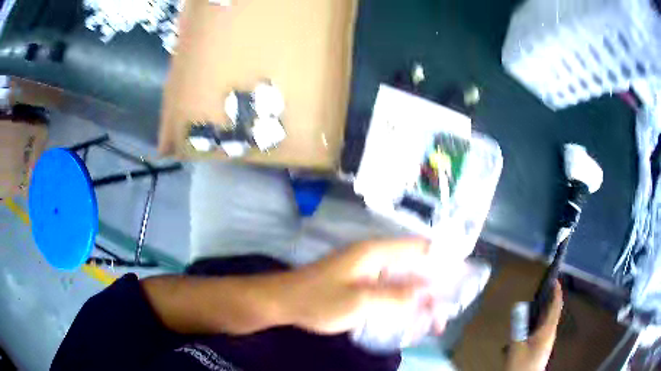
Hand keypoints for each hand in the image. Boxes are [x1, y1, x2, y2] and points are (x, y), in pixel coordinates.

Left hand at [277, 238, 441, 334]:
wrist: (283, 301)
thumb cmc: (319, 299)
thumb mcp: (360, 301)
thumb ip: (395, 296)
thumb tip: (427, 292)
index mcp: (377, 252)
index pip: (420, 248)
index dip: (443, 259)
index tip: (460, 278)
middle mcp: (376, 257)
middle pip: (414, 268)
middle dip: (433, 290)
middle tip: (443, 315)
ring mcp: (367, 271)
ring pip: (403, 282)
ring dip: (419, 300)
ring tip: (431, 323)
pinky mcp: (361, 283)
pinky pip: (390, 291)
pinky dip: (402, 303)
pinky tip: (409, 319)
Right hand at [506, 282, 562, 370]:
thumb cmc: (522, 365)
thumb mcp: (517, 347)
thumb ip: (518, 327)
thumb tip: (518, 307)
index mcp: (547, 331)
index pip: (555, 307)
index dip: (557, 293)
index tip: (555, 280)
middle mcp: (550, 335)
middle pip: (554, 313)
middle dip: (551, 300)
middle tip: (544, 289)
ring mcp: (546, 342)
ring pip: (549, 322)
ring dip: (546, 311)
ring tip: (537, 304)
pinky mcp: (541, 348)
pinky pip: (544, 329)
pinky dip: (541, 321)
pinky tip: (531, 325)